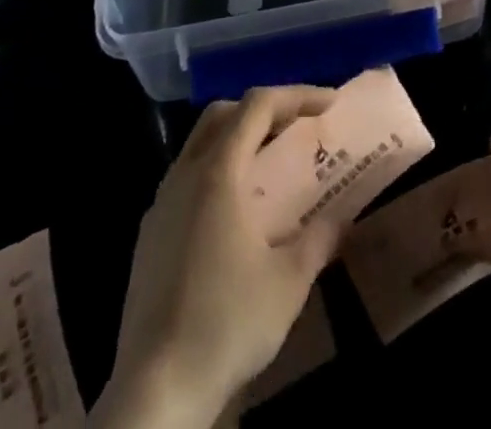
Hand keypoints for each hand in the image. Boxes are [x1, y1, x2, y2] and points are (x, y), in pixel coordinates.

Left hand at [92, 86, 342, 428]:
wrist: (153, 396)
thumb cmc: (226, 324)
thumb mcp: (289, 281)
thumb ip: (320, 238)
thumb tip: (341, 219)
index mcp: (218, 173)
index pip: (258, 105)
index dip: (297, 95)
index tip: (329, 105)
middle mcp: (184, 177)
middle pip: (224, 114)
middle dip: (264, 109)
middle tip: (297, 126)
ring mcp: (160, 207)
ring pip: (200, 145)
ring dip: (238, 139)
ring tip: (271, 164)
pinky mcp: (148, 238)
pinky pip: (186, 179)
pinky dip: (217, 171)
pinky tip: (236, 211)